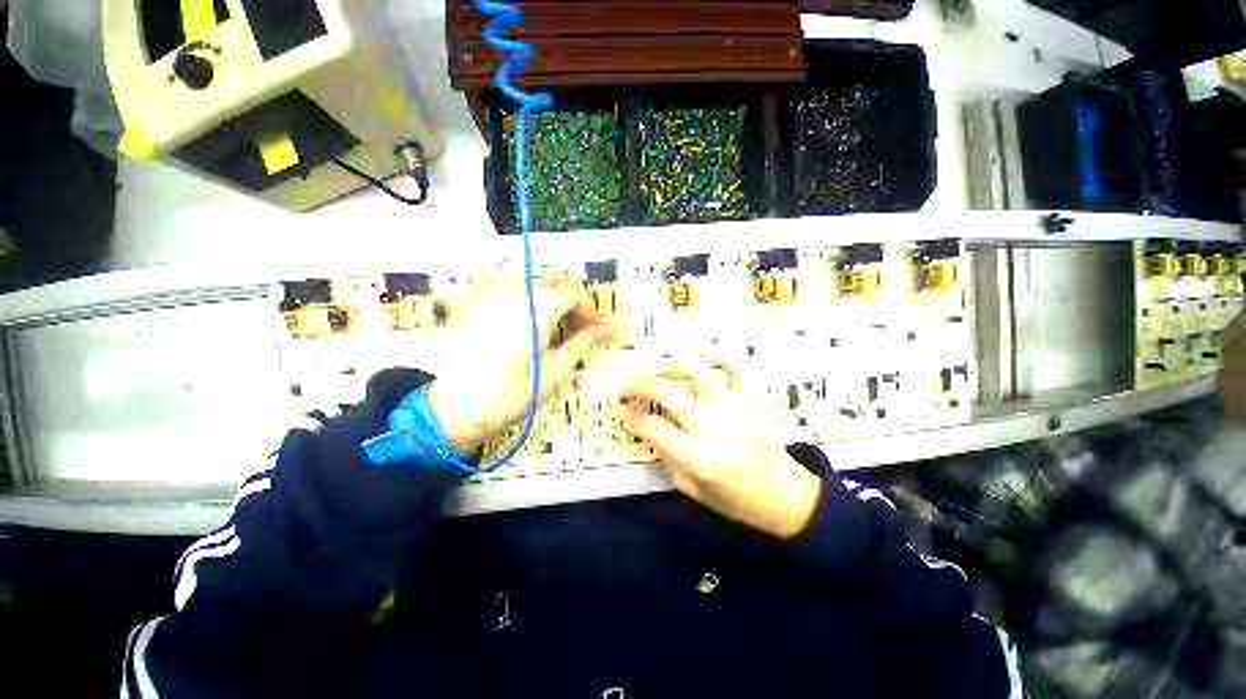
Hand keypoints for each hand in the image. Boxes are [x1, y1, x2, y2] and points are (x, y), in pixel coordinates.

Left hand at [427, 267, 607, 452]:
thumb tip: (605, 330)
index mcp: (537, 307)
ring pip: (528, 267)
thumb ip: (583, 343)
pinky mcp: (473, 297)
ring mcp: (489, 289)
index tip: (593, 329)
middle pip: (554, 274)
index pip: (574, 291)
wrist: (457, 407)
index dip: (589, 309)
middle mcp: (513, 289)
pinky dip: (521, 281)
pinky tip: (524, 305)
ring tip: (553, 309)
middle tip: (576, 321)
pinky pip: (502, 274)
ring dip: (548, 283)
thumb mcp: (555, 370)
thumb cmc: (510, 394)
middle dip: (572, 295)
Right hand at [620, 355, 820, 537]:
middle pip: (669, 393)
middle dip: (641, 384)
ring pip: (698, 372)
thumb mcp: (690, 488)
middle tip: (628, 385)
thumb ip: (666, 455)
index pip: (654, 428)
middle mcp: (713, 426)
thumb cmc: (734, 499)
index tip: (623, 412)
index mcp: (698, 457)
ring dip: (672, 364)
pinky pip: (737, 368)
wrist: (783, 495)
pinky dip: (720, 356)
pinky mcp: (747, 399)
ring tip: (657, 367)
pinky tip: (701, 359)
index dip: (632, 418)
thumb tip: (643, 426)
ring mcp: (732, 407)